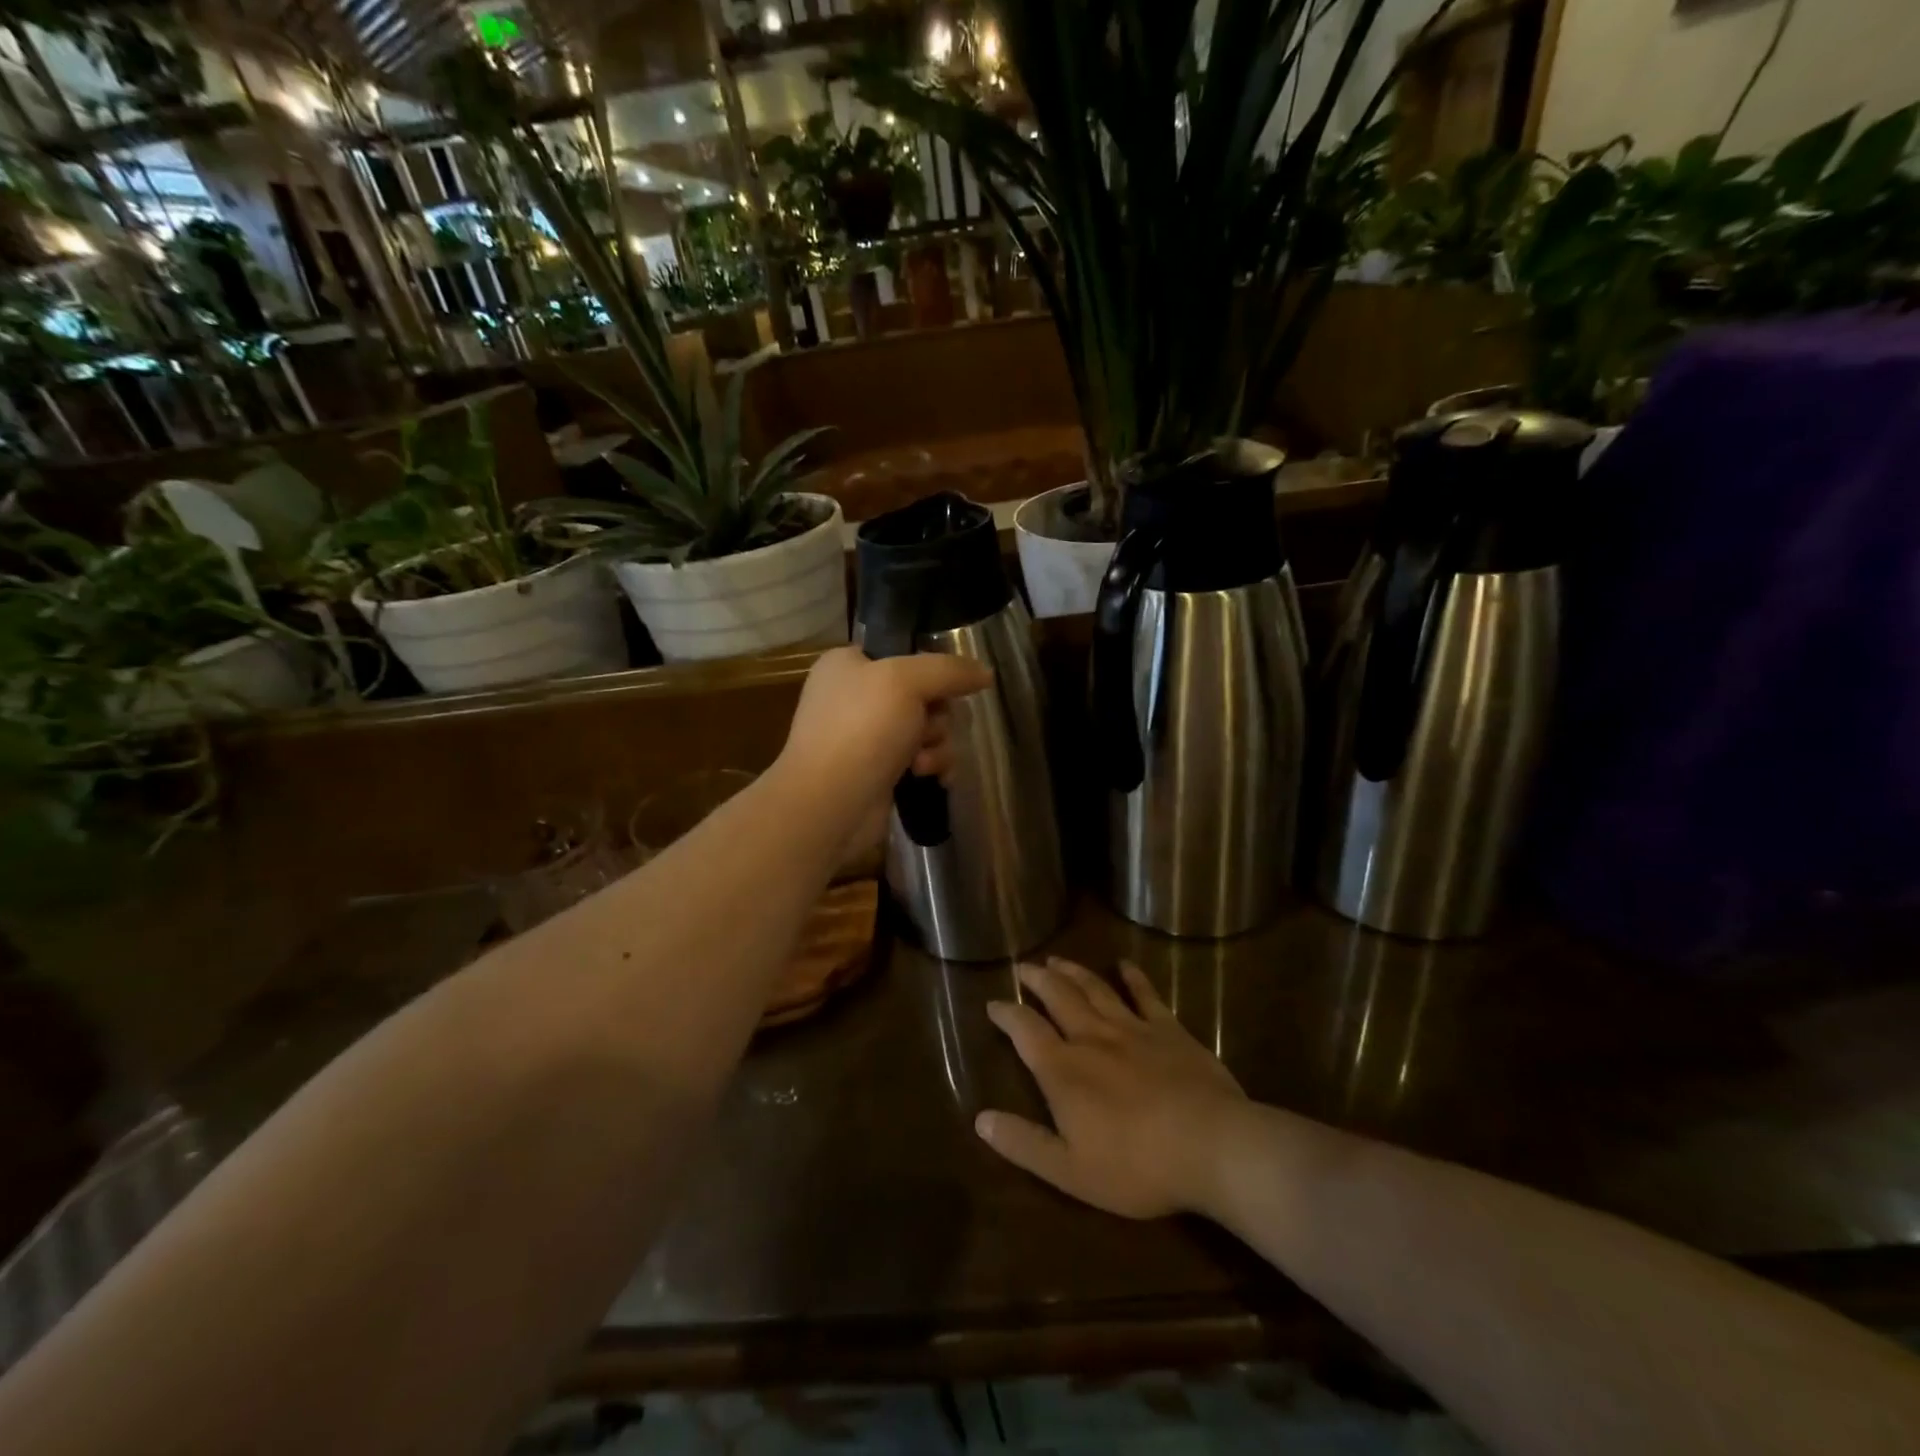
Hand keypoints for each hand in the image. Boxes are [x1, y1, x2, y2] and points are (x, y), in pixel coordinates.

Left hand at [774, 646, 993, 860]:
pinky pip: (922, 759)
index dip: (930, 670)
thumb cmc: (862, 729)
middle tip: (926, 730)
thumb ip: (949, 670)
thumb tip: (986, 673)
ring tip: (921, 763)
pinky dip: (932, 766)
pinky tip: (931, 778)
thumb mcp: (906, 681)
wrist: (830, 805)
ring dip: (937, 745)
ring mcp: (866, 738)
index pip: (902, 654)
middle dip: (937, 716)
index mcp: (848, 665)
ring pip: (928, 729)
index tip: (948, 686)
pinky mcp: (879, 773)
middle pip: (924, 695)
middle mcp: (855, 698)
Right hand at [977, 958, 1248, 1219]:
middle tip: (1023, 967)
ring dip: (1072, 971)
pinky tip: (1125, 965)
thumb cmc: (1136, 1166)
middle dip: (1036, 979)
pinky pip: (1145, 995)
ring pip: (1094, 989)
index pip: (1025, 1030)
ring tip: (1057, 959)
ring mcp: (1132, 1028)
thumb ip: (1024, 1143)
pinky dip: (1133, 977)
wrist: (1210, 1145)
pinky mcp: (1169, 1029)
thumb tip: (980, 1119)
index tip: (992, 1003)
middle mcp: (1092, 1037)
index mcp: (1064, 1070)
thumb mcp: (1070, 1171)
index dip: (1006, 1014)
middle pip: (1058, 996)